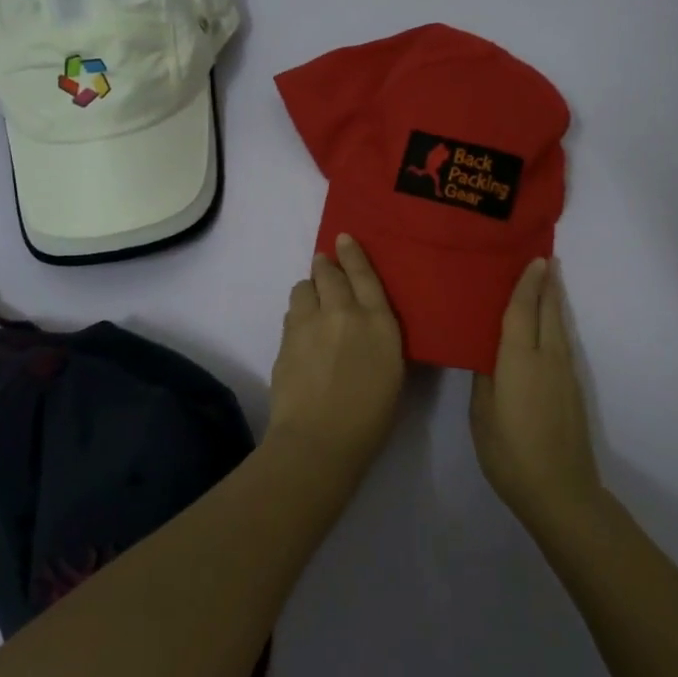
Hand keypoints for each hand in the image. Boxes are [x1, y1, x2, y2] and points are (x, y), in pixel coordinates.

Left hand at [266, 235, 405, 477]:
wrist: (320, 439)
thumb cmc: (370, 417)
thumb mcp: (392, 372)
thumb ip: (378, 338)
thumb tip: (366, 325)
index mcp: (378, 322)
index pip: (364, 274)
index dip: (353, 253)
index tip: (343, 237)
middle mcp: (343, 313)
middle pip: (328, 273)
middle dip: (326, 266)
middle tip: (325, 267)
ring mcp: (309, 324)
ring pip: (303, 288)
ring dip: (309, 290)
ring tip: (313, 304)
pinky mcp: (285, 340)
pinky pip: (291, 314)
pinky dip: (297, 315)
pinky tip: (302, 333)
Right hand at [470, 258, 601, 530]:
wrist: (560, 490)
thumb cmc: (510, 453)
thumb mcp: (482, 414)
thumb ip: (485, 377)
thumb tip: (487, 352)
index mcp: (519, 361)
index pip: (522, 312)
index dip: (526, 285)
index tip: (534, 258)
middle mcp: (547, 359)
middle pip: (548, 313)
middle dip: (547, 285)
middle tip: (545, 258)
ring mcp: (564, 374)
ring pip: (559, 327)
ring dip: (554, 302)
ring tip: (549, 282)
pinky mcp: (572, 389)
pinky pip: (562, 343)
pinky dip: (556, 324)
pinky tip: (548, 325)